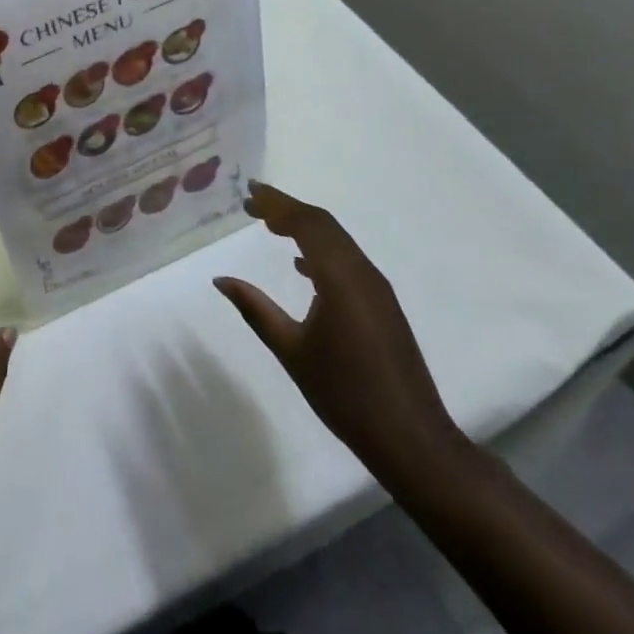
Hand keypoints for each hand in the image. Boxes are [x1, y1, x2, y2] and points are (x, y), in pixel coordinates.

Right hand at [215, 182, 466, 488]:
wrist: (412, 440)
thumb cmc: (345, 394)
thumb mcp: (291, 351)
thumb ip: (255, 309)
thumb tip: (221, 280)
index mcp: (341, 280)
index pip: (307, 225)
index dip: (277, 204)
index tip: (248, 194)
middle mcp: (363, 275)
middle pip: (324, 225)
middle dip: (288, 209)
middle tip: (252, 202)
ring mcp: (377, 290)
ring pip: (338, 241)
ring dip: (304, 227)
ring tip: (270, 224)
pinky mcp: (382, 305)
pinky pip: (347, 260)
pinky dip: (321, 249)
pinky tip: (301, 266)